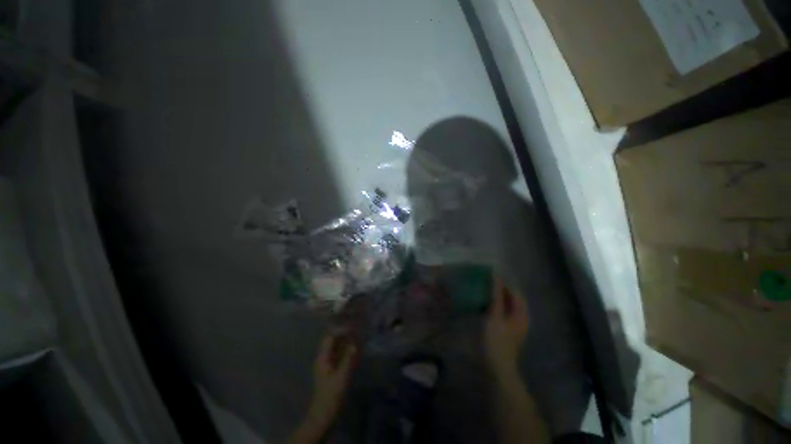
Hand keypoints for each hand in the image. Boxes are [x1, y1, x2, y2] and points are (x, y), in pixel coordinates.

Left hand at [305, 332, 356, 428]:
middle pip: (333, 339)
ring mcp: (328, 361)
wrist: (325, 412)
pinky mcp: (332, 367)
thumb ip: (348, 359)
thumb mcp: (341, 376)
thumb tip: (355, 343)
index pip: (330, 337)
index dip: (340, 330)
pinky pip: (339, 353)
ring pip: (336, 345)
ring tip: (358, 334)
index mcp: (323, 357)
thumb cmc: (331, 394)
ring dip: (346, 339)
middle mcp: (324, 356)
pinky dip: (346, 348)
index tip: (352, 326)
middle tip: (357, 328)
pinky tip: (355, 347)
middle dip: (344, 333)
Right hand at [484, 278, 528, 378]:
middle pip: (513, 298)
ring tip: (484, 291)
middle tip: (485, 283)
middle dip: (501, 289)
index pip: (515, 292)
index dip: (504, 283)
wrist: (499, 366)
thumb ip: (496, 296)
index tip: (490, 276)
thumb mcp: (495, 316)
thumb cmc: (497, 340)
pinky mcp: (509, 329)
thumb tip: (496, 277)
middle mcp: (521, 317)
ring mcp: (516, 324)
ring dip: (498, 297)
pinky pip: (504, 312)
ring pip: (508, 305)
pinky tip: (486, 305)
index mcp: (521, 313)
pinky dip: (497, 305)